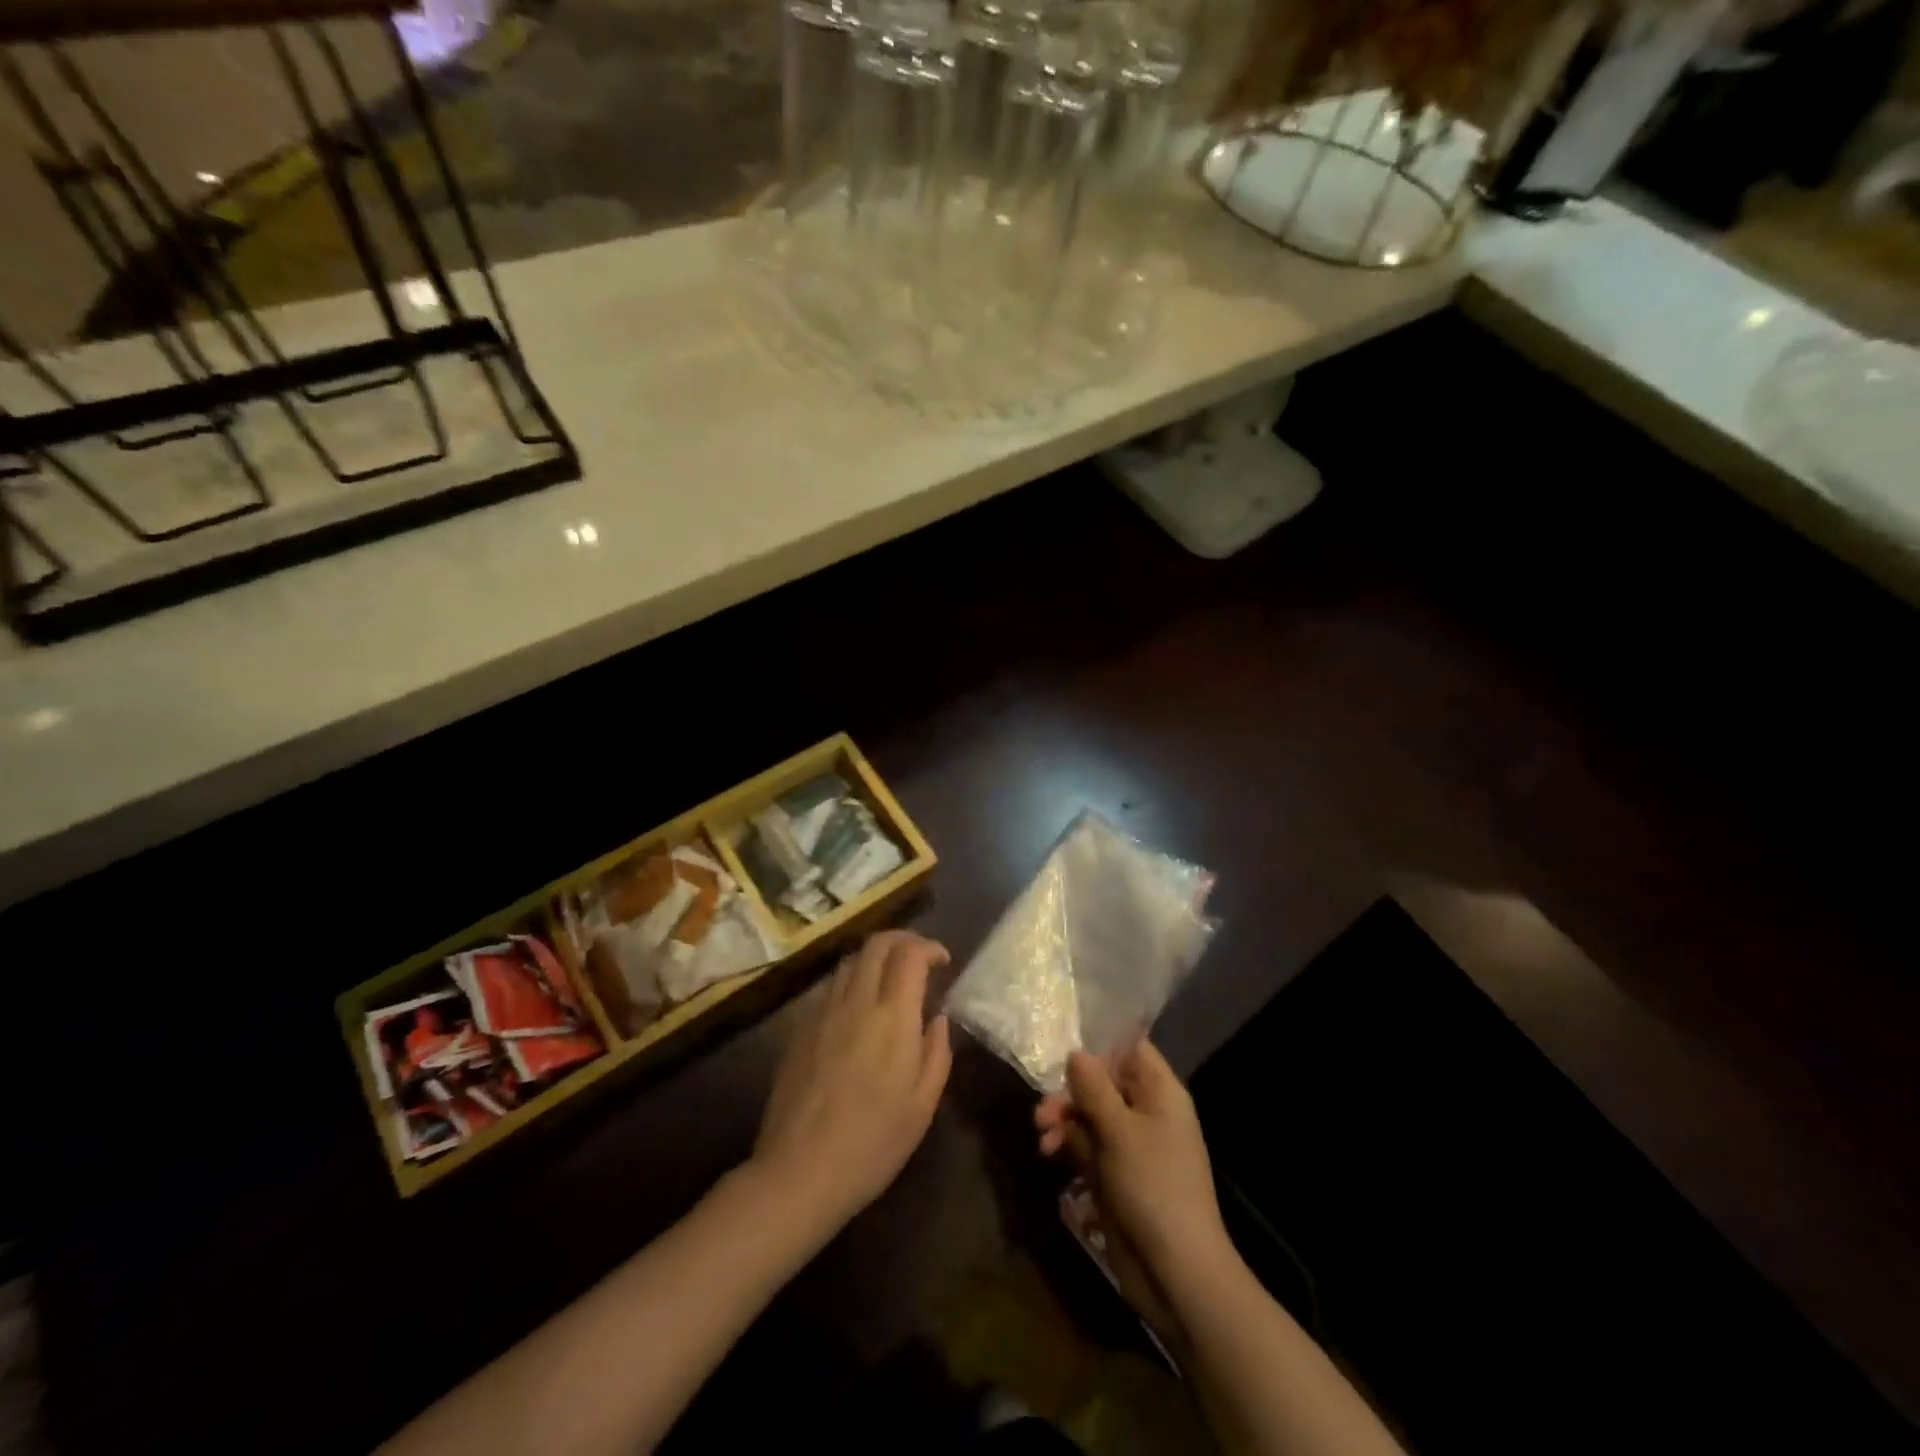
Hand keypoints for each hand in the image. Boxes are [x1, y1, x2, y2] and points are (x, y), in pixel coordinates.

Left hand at [750, 930, 952, 1232]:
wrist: (800, 1172)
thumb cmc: (873, 1143)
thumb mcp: (923, 1104)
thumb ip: (936, 1052)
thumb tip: (938, 1018)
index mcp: (892, 1017)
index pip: (909, 954)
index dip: (929, 947)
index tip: (943, 961)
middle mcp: (856, 1002)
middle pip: (876, 943)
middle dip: (902, 939)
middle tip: (919, 958)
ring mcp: (823, 1012)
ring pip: (850, 961)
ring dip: (875, 958)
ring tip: (890, 980)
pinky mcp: (800, 1029)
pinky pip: (831, 988)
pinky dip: (852, 981)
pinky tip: (859, 1010)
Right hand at [1035, 1042, 1236, 1334]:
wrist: (1176, 1271)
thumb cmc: (1152, 1186)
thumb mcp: (1119, 1130)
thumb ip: (1093, 1088)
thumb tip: (1077, 1053)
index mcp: (1160, 1092)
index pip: (1130, 1050)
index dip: (1099, 1049)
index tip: (1064, 1056)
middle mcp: (1147, 1112)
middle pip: (1103, 1083)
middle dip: (1070, 1092)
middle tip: (1042, 1111)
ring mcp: (1132, 1145)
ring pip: (1090, 1114)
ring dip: (1064, 1119)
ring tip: (1042, 1136)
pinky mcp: (1117, 1173)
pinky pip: (1089, 1145)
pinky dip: (1068, 1144)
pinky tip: (1050, 1153)